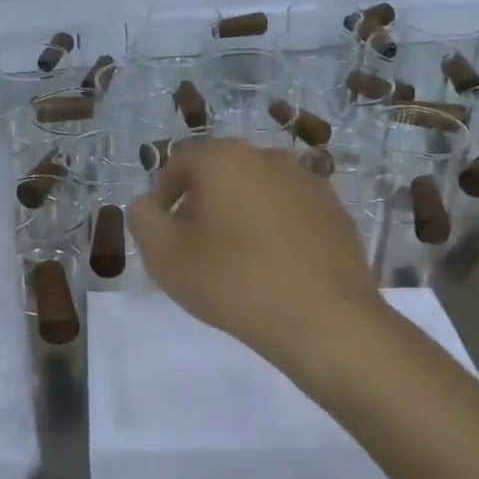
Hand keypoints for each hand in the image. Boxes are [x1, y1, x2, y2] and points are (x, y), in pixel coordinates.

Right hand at [128, 138, 384, 370]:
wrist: (324, 321)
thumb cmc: (233, 281)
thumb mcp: (164, 255)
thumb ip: (143, 219)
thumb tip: (148, 204)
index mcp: (224, 158)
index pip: (180, 163)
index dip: (163, 195)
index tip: (162, 231)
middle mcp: (268, 157)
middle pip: (221, 173)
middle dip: (202, 203)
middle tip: (195, 246)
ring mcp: (308, 182)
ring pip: (258, 190)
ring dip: (240, 214)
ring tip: (237, 259)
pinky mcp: (336, 211)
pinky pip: (291, 211)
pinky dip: (276, 229)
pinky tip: (274, 266)